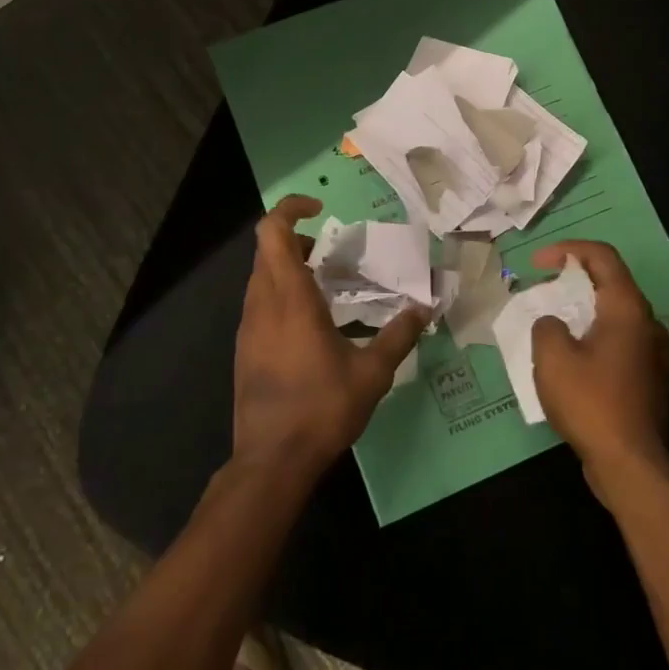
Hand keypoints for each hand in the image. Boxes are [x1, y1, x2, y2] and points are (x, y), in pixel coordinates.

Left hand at [233, 195, 428, 480]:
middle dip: (297, 240)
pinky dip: (282, 295)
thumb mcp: (372, 373)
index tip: (320, 209)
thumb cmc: (322, 408)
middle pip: (267, 251)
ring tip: (328, 286)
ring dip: (289, 269)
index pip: (273, 232)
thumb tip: (424, 309)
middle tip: (333, 254)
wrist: (271, 460)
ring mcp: (248, 327)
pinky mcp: (244, 349)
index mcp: (289, 298)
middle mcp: (262, 304)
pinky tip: (312, 324)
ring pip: (261, 277)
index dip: (290, 209)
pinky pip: (260, 304)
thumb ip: (398, 336)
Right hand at [530, 240, 668, 508]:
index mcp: (627, 309)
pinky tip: (568, 358)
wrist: (631, 465)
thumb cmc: (591, 403)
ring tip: (550, 322)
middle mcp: (647, 323)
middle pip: (610, 283)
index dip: (567, 250)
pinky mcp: (648, 378)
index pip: (602, 257)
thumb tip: (554, 324)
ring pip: (614, 314)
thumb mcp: (553, 358)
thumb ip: (546, 326)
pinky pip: (617, 341)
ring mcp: (652, 353)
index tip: (537, 262)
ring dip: (581, 310)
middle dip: (572, 279)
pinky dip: (591, 335)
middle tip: (541, 288)